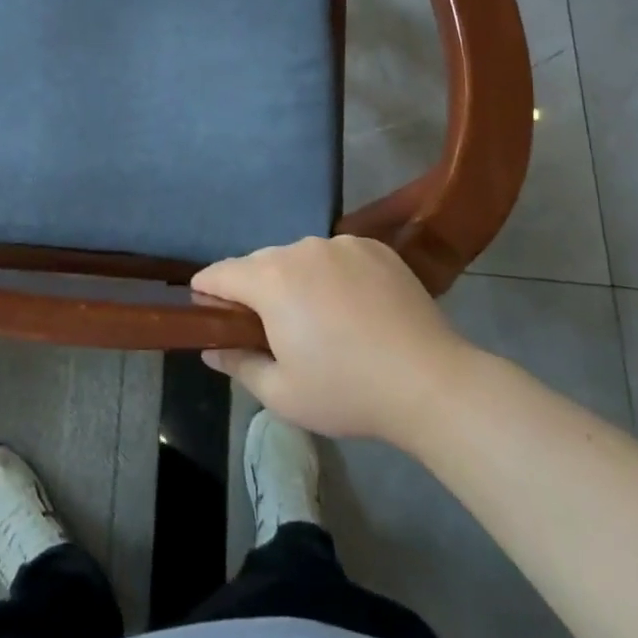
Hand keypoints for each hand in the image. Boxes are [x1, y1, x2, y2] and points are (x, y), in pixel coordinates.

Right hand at [190, 235, 475, 442]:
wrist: (430, 383)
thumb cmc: (347, 391)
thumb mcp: (282, 393)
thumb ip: (238, 364)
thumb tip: (210, 349)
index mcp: (270, 280)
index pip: (219, 273)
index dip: (207, 292)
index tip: (209, 314)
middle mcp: (300, 250)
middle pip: (259, 263)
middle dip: (254, 290)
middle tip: (271, 329)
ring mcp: (340, 244)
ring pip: (299, 257)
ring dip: (295, 280)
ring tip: (319, 319)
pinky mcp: (375, 248)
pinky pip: (336, 255)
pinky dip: (333, 274)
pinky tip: (354, 307)